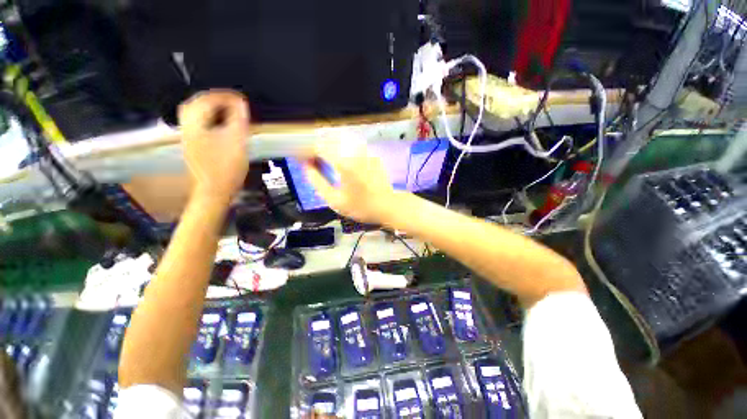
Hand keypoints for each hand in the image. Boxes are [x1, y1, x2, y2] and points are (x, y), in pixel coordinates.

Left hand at [178, 90, 250, 200]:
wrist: (214, 190)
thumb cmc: (226, 167)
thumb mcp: (236, 142)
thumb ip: (238, 120)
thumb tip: (241, 103)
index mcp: (195, 123)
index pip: (207, 99)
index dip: (225, 96)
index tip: (240, 98)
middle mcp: (188, 127)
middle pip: (196, 103)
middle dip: (214, 98)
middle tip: (232, 101)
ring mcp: (189, 137)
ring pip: (195, 114)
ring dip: (211, 108)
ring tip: (227, 110)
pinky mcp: (194, 145)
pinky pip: (199, 124)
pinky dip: (209, 119)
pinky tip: (220, 124)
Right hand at [302, 136, 397, 223]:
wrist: (388, 206)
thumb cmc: (361, 207)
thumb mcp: (335, 200)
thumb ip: (317, 182)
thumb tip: (307, 167)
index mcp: (344, 163)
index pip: (319, 146)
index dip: (308, 150)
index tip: (303, 158)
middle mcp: (354, 152)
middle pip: (330, 139)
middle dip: (319, 146)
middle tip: (314, 160)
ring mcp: (366, 151)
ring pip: (343, 140)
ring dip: (331, 145)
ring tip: (327, 159)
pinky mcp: (372, 154)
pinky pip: (354, 145)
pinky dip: (344, 148)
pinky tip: (344, 159)